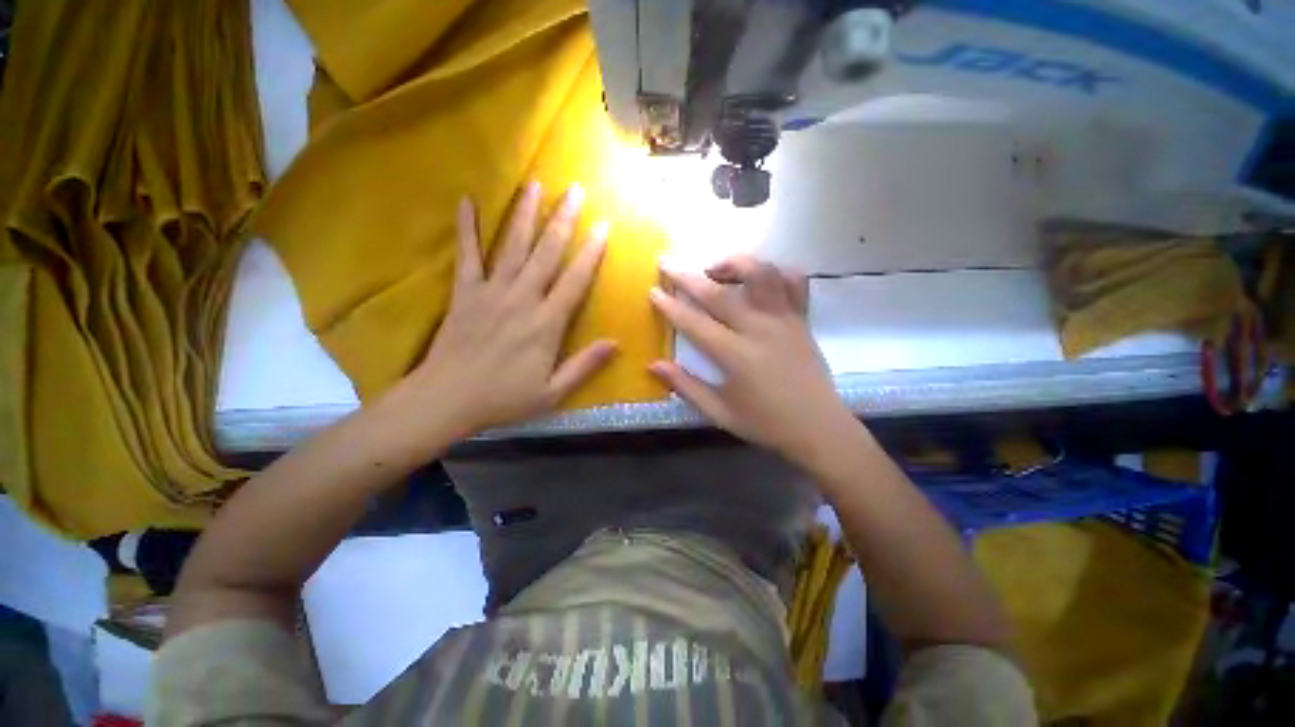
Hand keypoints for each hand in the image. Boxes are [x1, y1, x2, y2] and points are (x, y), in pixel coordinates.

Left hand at [390, 182, 615, 441]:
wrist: (447, 400)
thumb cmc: (505, 398)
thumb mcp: (553, 392)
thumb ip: (585, 366)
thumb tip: (616, 344)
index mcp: (546, 324)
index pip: (574, 281)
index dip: (590, 253)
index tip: (602, 227)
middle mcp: (522, 299)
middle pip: (546, 253)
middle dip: (563, 220)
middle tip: (575, 190)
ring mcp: (491, 291)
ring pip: (512, 246)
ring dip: (525, 214)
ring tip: (535, 184)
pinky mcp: (465, 292)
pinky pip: (467, 255)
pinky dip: (467, 228)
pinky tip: (467, 201)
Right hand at [649, 255, 856, 463]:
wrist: (818, 428)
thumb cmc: (765, 423)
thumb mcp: (719, 412)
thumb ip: (686, 386)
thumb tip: (654, 365)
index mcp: (735, 355)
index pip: (694, 322)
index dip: (670, 305)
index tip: (653, 290)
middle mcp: (759, 329)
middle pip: (719, 293)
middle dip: (688, 276)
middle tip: (667, 263)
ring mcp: (784, 320)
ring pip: (761, 274)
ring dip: (734, 264)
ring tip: (715, 269)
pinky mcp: (802, 319)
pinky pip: (794, 282)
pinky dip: (776, 271)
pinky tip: (760, 278)